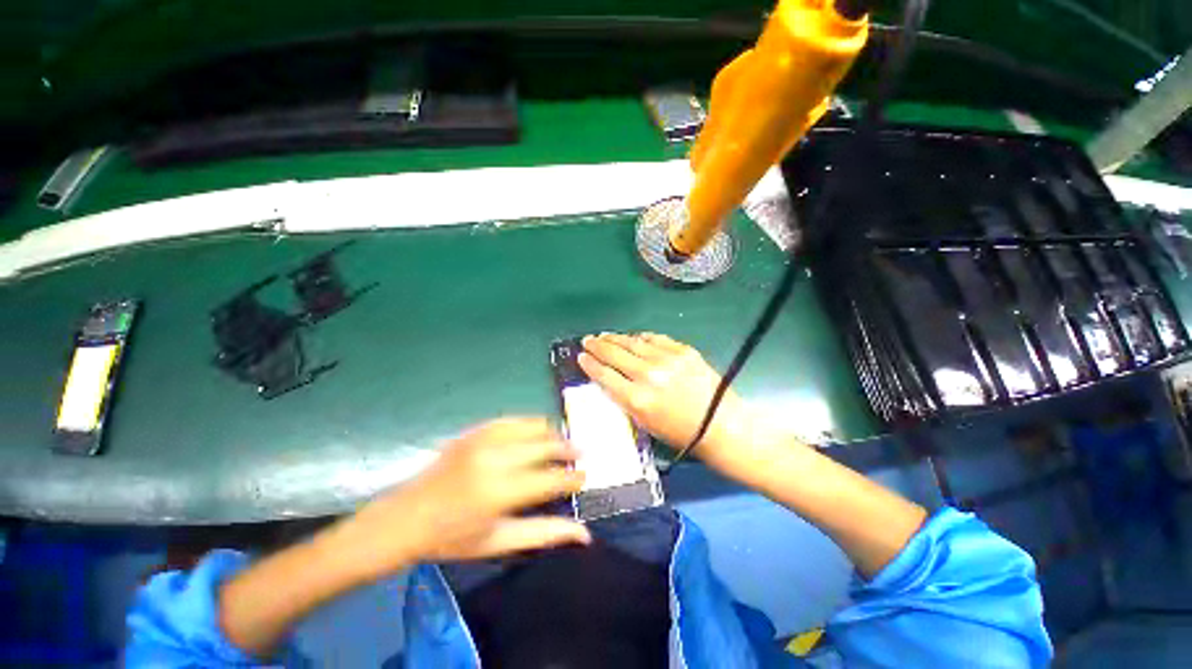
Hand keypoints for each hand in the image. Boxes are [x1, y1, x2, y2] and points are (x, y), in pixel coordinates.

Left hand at [344, 418, 589, 573]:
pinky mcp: (475, 431)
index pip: (551, 479)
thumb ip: (544, 534)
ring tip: (561, 443)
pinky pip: (513, 420)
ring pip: (533, 426)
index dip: (572, 478)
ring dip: (552, 433)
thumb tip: (585, 534)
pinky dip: (530, 425)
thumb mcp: (499, 542)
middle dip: (568, 449)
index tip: (585, 477)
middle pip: (545, 446)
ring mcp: (484, 439)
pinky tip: (537, 432)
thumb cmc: (452, 537)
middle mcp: (495, 458)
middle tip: (581, 454)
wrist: (406, 517)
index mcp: (500, 492)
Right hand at [578, 332, 763, 465]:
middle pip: (615, 354)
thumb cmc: (681, 433)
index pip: (604, 375)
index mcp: (637, 399)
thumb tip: (610, 379)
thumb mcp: (645, 423)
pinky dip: (642, 337)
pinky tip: (634, 337)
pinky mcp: (684, 351)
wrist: (721, 425)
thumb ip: (624, 399)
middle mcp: (649, 375)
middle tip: (588, 340)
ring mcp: (667, 359)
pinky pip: (656, 338)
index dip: (590, 364)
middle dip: (598, 345)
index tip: (581, 357)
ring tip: (605, 335)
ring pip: (633, 342)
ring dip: (616, 338)